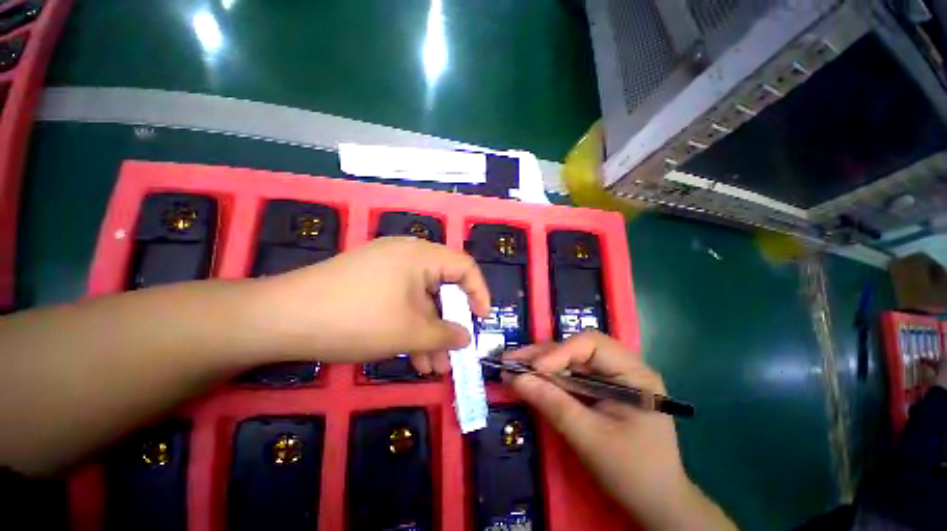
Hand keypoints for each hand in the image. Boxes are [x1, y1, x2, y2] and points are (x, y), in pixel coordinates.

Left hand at [249, 237, 490, 371]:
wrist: (280, 320)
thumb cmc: (357, 319)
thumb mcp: (410, 332)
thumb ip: (446, 335)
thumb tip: (465, 337)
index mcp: (421, 256)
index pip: (465, 267)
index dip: (479, 293)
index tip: (482, 320)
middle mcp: (407, 256)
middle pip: (441, 288)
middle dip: (448, 324)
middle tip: (452, 354)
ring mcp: (386, 268)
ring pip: (420, 301)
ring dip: (428, 333)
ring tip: (430, 367)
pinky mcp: (370, 282)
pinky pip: (400, 303)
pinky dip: (408, 327)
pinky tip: (409, 356)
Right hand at [505, 332, 734, 530]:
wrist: (656, 504)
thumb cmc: (633, 473)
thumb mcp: (590, 439)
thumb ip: (553, 404)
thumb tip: (514, 378)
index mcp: (634, 374)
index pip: (592, 344)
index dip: (560, 352)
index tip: (534, 369)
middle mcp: (623, 367)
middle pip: (576, 348)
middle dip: (542, 354)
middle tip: (510, 359)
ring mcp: (611, 378)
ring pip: (569, 359)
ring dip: (540, 362)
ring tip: (513, 365)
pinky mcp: (599, 389)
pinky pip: (570, 375)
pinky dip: (548, 376)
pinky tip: (529, 376)